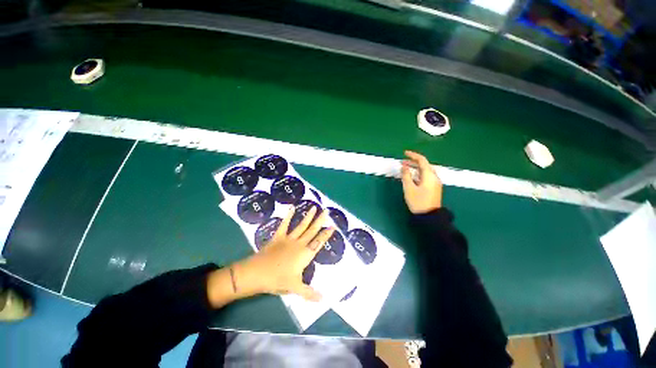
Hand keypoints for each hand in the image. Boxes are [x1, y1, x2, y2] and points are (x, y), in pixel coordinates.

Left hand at [231, 206, 333, 301]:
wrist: (257, 273)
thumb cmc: (277, 280)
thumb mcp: (295, 288)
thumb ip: (309, 292)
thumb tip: (323, 299)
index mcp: (305, 254)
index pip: (319, 242)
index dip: (326, 234)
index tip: (333, 226)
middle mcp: (299, 244)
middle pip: (312, 230)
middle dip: (320, 221)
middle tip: (326, 211)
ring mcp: (289, 239)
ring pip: (301, 226)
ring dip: (308, 217)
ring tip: (314, 207)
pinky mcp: (278, 237)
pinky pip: (284, 225)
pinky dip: (288, 216)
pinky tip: (292, 208)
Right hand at [401, 150, 442, 213]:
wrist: (429, 217)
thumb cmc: (418, 202)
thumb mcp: (409, 188)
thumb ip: (406, 176)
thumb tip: (404, 166)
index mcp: (429, 176)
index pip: (422, 160)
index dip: (413, 155)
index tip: (404, 153)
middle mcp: (434, 177)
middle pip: (424, 165)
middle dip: (413, 162)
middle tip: (402, 162)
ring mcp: (435, 183)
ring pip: (425, 171)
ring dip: (415, 168)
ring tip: (405, 168)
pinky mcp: (434, 188)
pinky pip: (426, 176)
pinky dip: (418, 174)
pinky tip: (412, 177)